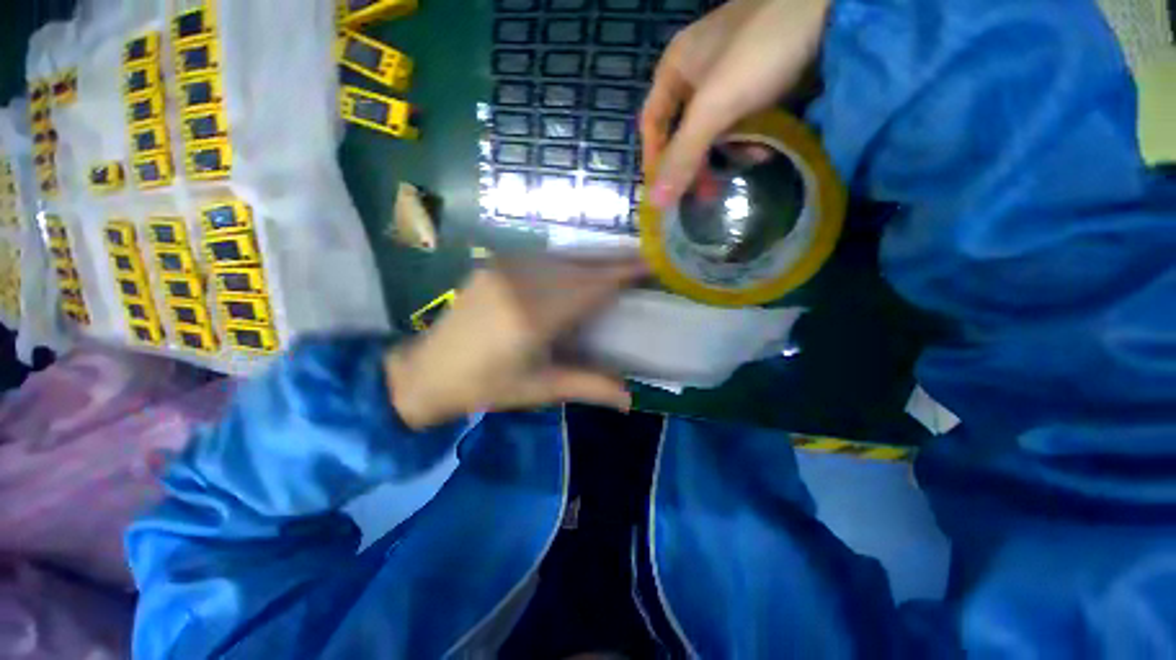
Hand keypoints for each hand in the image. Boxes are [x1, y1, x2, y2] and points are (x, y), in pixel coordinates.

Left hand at [385, 259, 646, 428]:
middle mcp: (521, 283)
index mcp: (534, 317)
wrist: (427, 373)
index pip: (591, 287)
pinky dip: (567, 260)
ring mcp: (503, 269)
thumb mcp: (541, 389)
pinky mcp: (492, 265)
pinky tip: (578, 267)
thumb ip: (589, 386)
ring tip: (617, 262)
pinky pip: (541, 257)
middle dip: (614, 261)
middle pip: (580, 266)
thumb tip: (631, 399)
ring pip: (561, 257)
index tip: (650, 265)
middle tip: (642, 259)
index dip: (623, 274)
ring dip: (592, 259)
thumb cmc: (486, 387)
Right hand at [640, 0, 830, 208]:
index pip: (652, 124)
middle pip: (685, 129)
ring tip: (749, 161)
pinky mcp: (762, 79)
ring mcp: (733, 74)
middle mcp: (699, 70)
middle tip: (706, 191)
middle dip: (695, 162)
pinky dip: (751, 136)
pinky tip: (766, 145)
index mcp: (676, 66)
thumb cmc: (760, 50)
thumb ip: (683, 156)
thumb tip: (654, 203)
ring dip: (728, 151)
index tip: (664, 189)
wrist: (835, 9)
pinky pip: (744, 118)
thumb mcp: (714, 107)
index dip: (654, 158)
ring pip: (716, 128)